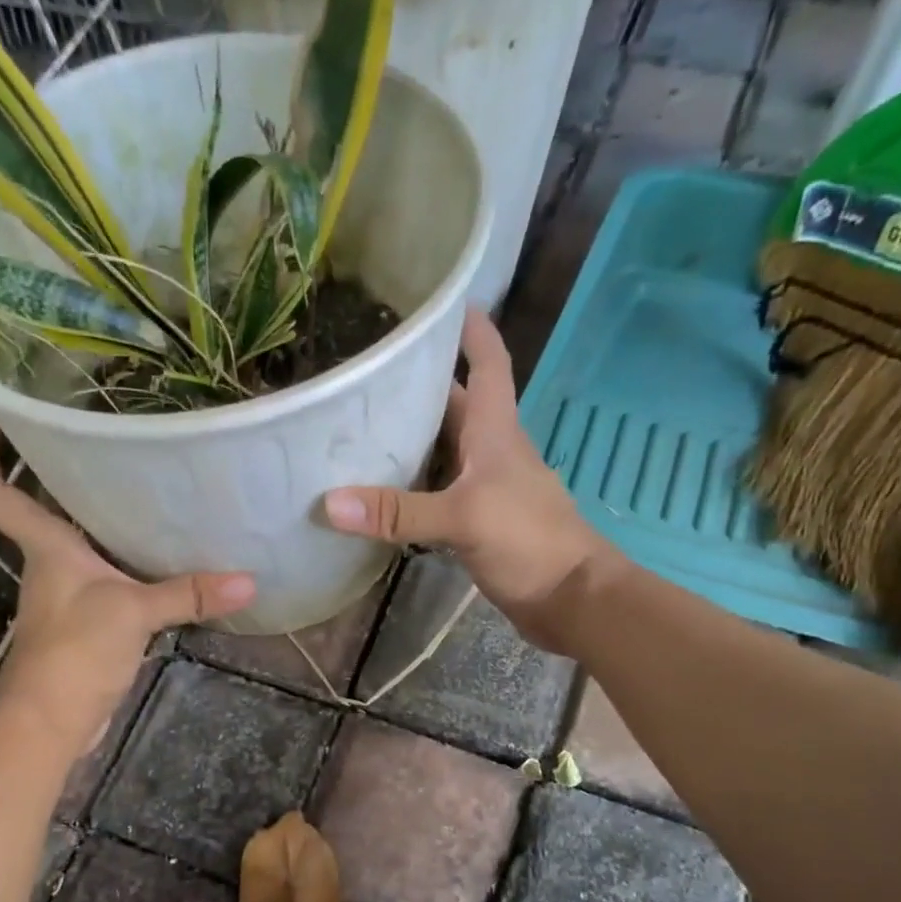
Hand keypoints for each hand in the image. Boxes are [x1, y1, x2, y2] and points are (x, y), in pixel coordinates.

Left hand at [0, 408, 254, 751]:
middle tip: (98, 425)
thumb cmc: (73, 652)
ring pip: (77, 534)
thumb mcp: (132, 613)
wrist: (52, 722)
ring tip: (145, 474)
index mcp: (43, 543)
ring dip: (98, 508)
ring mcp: (67, 589)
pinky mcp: (88, 616)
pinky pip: (106, 569)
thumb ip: (188, 593)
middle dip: (55, 462)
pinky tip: (163, 546)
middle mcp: (48, 558)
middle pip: (38, 499)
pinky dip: (126, 553)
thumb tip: (250, 581)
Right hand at [322, 308, 608, 652]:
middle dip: (415, 386)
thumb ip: (399, 511)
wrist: (570, 599)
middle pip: (451, 406)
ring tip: (355, 429)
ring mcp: (483, 489)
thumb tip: (330, 503)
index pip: (487, 363)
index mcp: (495, 431)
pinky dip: (409, 489)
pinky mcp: (475, 523)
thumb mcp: (464, 518)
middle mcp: (489, 451)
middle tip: (362, 374)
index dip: (470, 329)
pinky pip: (436, 493)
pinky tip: (377, 494)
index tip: (438, 302)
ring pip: (440, 452)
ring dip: (407, 440)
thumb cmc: (529, 540)